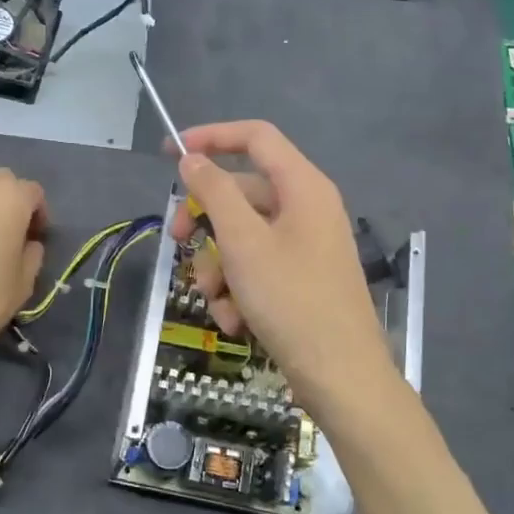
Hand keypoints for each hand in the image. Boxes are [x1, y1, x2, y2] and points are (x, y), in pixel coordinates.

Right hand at [173, 121, 396, 410]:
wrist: (341, 376)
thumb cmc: (292, 300)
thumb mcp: (244, 242)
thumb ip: (215, 193)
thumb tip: (193, 159)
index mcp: (302, 186)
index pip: (255, 137)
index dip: (212, 136)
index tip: (172, 152)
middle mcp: (306, 208)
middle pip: (241, 193)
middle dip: (205, 222)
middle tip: (176, 241)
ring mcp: (304, 246)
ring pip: (242, 237)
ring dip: (218, 268)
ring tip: (218, 301)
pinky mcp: (299, 279)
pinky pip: (256, 267)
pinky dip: (238, 289)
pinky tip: (236, 321)